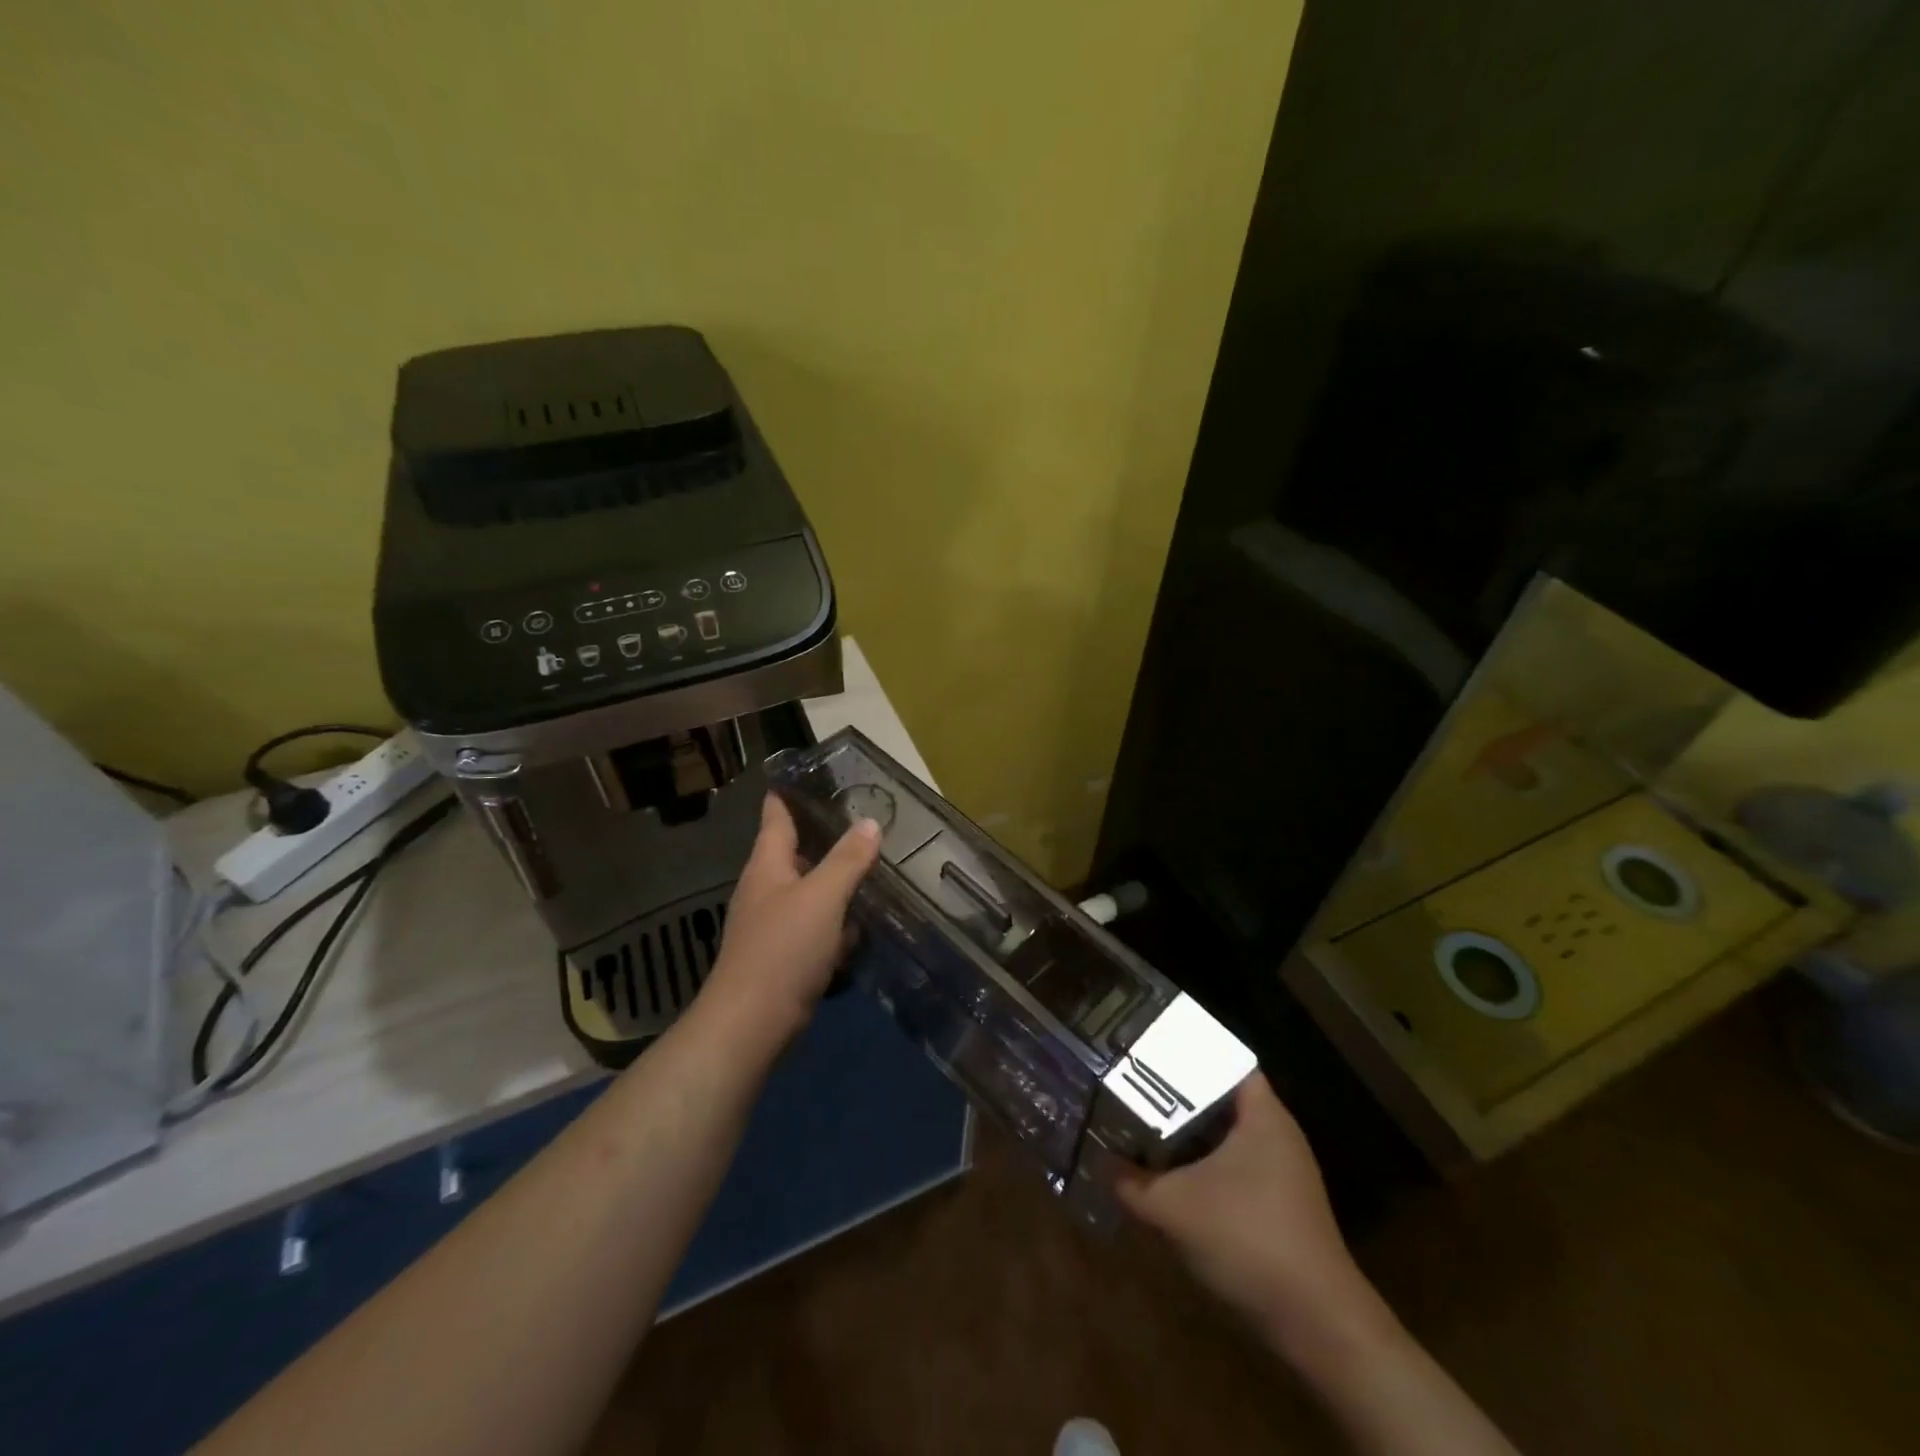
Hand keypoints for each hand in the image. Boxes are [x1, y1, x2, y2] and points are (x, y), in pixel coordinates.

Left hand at [697, 794, 881, 1050]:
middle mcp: (765, 887)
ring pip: (808, 888)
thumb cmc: (783, 949)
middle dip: (825, 834)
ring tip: (872, 864)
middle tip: (864, 818)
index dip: (791, 791)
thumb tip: (870, 822)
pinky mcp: (784, 953)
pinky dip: (835, 918)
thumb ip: (848, 859)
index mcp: (766, 864)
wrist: (752, 1024)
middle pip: (795, 850)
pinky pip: (814, 923)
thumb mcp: (822, 897)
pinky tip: (862, 921)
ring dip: (835, 878)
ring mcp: (772, 922)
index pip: (775, 814)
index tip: (816, 773)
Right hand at [1117, 1074, 1385, 1353]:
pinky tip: (1171, 1175)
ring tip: (1144, 1123)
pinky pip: (1233, 1167)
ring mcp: (1282, 1173)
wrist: (1317, 1325)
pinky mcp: (1279, 1206)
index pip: (1223, 1060)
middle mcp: (1277, 1134)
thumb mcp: (1173, 1207)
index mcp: (1262, 1115)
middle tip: (1134, 1084)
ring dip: (1188, 1133)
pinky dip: (1203, 1165)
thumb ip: (1130, 1181)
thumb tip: (1098, 1161)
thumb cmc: (1248, 1239)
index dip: (1186, 1051)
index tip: (1148, 1048)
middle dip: (1177, 1093)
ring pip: (1225, 1136)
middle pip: (1220, 1097)